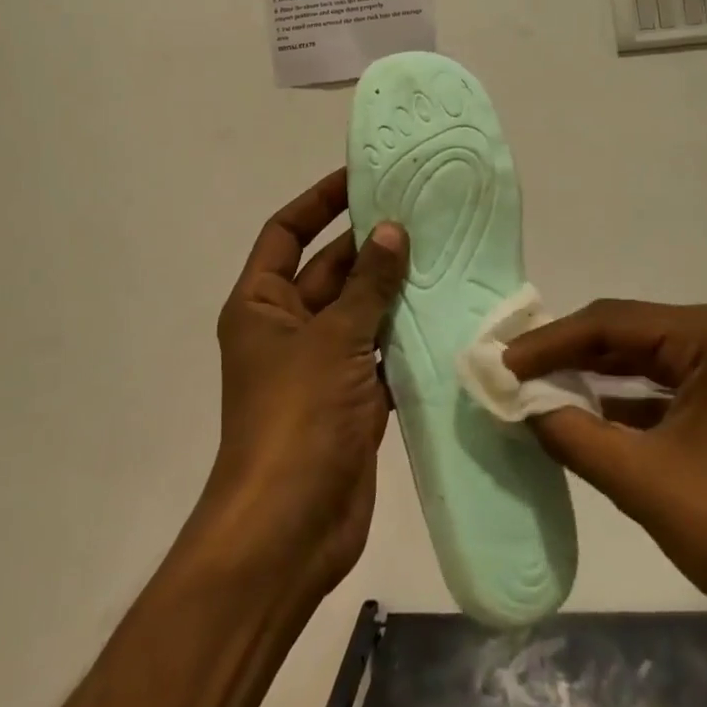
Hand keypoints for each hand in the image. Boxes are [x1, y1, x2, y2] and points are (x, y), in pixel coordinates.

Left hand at [200, 170, 408, 597]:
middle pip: (329, 268)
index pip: (286, 232)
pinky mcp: (351, 397)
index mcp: (261, 303)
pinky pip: (380, 351)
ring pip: (360, 310)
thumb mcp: (333, 338)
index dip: (320, 201)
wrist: (289, 529)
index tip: (361, 177)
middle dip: (369, 244)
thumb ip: (367, 284)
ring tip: (442, 252)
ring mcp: (320, 364)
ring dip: (393, 288)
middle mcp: (286, 326)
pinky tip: (445, 311)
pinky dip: (406, 335)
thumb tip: (392, 230)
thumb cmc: (296, 417)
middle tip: (420, 212)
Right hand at [504, 300, 706, 621]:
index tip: (504, 363)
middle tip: (516, 371)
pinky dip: (629, 399)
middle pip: (630, 334)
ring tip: (542, 387)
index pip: (612, 324)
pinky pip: (671, 385)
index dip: (551, 342)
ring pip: (648, 359)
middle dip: (572, 355)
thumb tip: (522, 404)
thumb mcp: (641, 481)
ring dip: (597, 376)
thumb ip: (572, 434)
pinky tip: (591, 414)